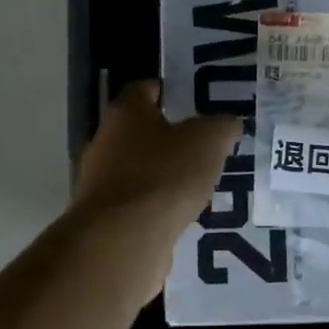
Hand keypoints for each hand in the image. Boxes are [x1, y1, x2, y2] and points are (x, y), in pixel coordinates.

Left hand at [71, 80, 239, 236]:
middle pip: (141, 130)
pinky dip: (157, 205)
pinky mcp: (106, 217)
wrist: (124, 239)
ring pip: (139, 169)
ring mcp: (100, 181)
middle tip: (205, 146)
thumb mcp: (208, 141)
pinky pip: (138, 203)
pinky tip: (182, 215)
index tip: (196, 102)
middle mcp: (105, 141)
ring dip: (164, 174)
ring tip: (199, 183)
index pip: (145, 89)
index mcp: (125, 112)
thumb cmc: (165, 175)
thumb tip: (228, 123)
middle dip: (171, 137)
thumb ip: (222, 126)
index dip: (171, 92)